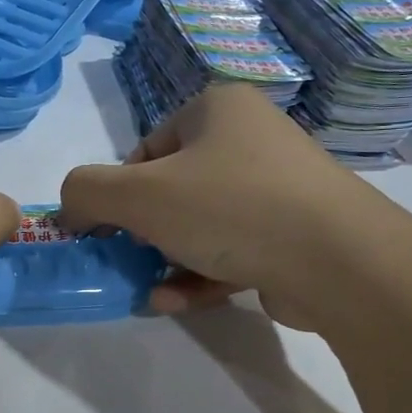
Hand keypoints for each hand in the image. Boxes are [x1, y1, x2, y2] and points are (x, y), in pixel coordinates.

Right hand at [60, 83, 360, 326]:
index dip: (119, 193)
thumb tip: (72, 210)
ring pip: (201, 225)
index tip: (110, 230)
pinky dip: (200, 276)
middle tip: (128, 260)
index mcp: (217, 110)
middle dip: (143, 233)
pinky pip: (232, 250)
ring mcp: (279, 189)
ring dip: (166, 261)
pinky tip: (173, 302)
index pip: (146, 150)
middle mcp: (251, 139)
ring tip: (147, 291)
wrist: (339, 260)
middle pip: (173, 189)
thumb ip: (86, 193)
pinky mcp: (295, 234)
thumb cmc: (230, 208)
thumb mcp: (138, 195)